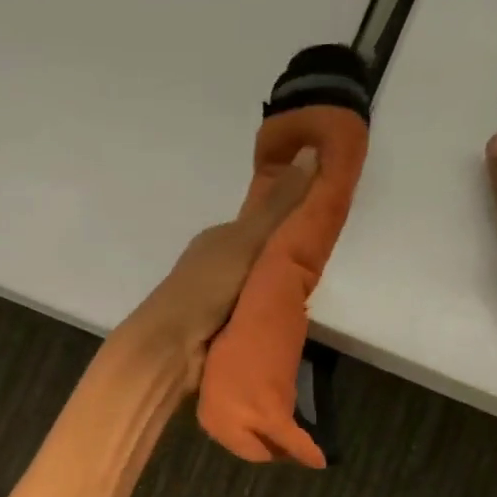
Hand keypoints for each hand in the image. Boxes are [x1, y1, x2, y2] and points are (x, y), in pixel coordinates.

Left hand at [117, 145, 318, 390]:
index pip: (264, 224)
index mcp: (220, 238)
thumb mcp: (249, 239)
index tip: (325, 227)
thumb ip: (281, 205)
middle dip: (290, 263)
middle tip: (322, 268)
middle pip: (265, 258)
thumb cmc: (208, 286)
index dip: (293, 223)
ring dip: (281, 292)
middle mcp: (218, 265)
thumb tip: (312, 149)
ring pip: (261, 288)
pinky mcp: (222, 331)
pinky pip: (256, 315)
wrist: (172, 347)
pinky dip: (270, 315)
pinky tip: (289, 320)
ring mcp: (218, 300)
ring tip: (311, 297)